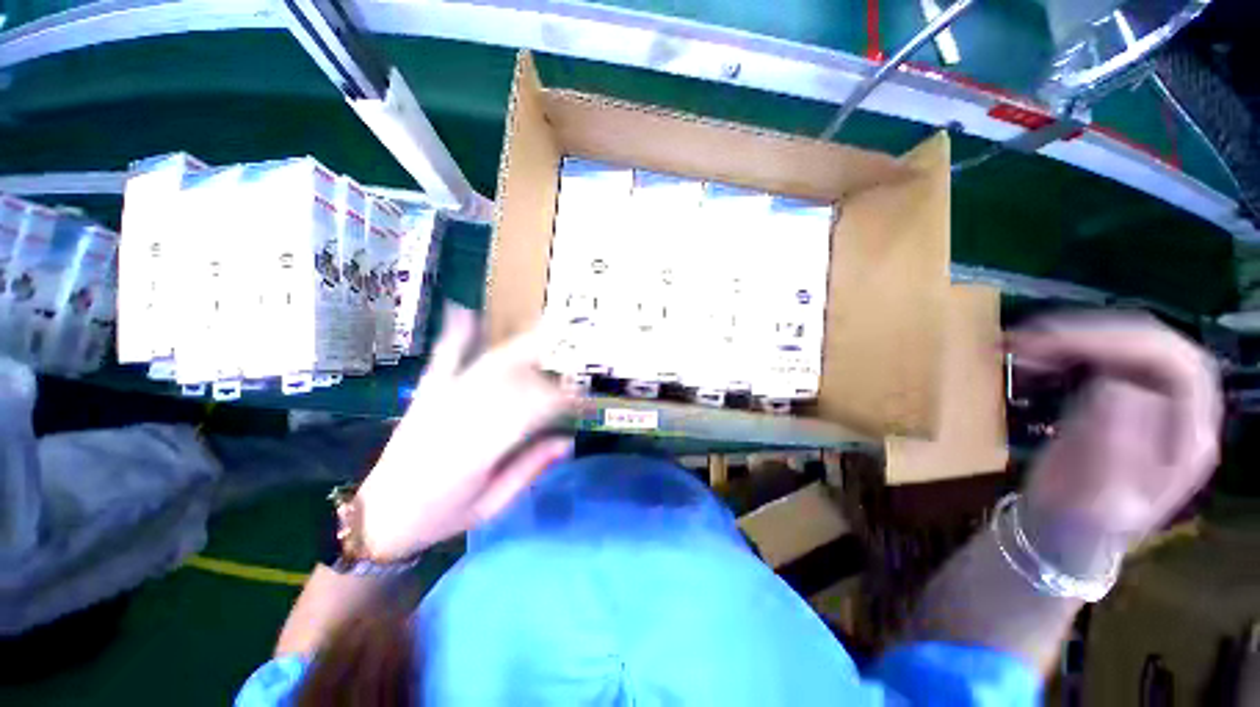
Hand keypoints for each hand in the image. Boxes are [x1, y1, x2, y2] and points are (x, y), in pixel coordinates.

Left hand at [355, 305, 576, 560]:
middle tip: (575, 349)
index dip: (562, 398)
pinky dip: (455, 336)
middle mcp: (459, 417)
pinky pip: (442, 360)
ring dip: (520, 344)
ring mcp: (438, 400)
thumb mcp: (490, 506)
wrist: (376, 519)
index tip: (585, 395)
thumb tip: (568, 441)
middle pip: (512, 377)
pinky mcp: (423, 395)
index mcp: (477, 451)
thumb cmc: (439, 519)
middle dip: (548, 359)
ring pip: (487, 364)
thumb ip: (529, 470)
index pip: (531, 411)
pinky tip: (466, 312)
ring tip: (547, 325)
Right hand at [1009, 312, 1221, 552]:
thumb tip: (1118, 383)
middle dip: (1093, 333)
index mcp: (1189, 438)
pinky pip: (1103, 356)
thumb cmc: (1081, 524)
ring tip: (1021, 342)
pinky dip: (1067, 346)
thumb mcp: (1096, 498)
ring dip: (1075, 335)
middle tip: (1031, 337)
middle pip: (1152, 344)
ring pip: (1127, 342)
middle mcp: (1181, 410)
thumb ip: (1112, 446)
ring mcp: (1154, 400)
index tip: (1059, 344)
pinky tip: (1034, 353)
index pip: (1176, 366)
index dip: (1123, 345)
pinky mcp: (1123, 396)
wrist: (1067, 533)